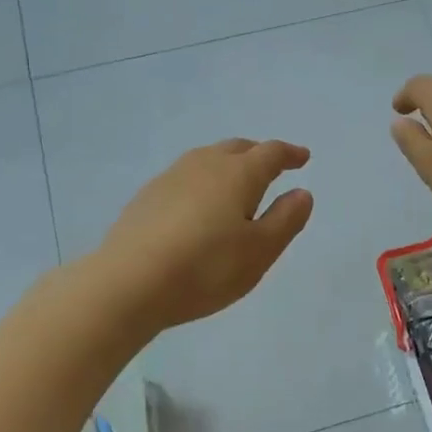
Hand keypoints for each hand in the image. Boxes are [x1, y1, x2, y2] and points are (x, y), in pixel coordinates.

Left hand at [101, 139, 313, 329]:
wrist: (129, 283)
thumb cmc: (206, 268)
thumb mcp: (259, 251)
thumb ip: (285, 219)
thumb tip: (301, 193)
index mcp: (238, 174)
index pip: (270, 153)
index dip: (289, 154)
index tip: (302, 158)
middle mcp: (204, 165)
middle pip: (237, 148)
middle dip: (258, 154)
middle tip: (272, 167)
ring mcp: (170, 178)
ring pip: (207, 160)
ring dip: (227, 166)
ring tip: (236, 185)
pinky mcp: (146, 197)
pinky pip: (185, 178)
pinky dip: (202, 183)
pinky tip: (198, 206)